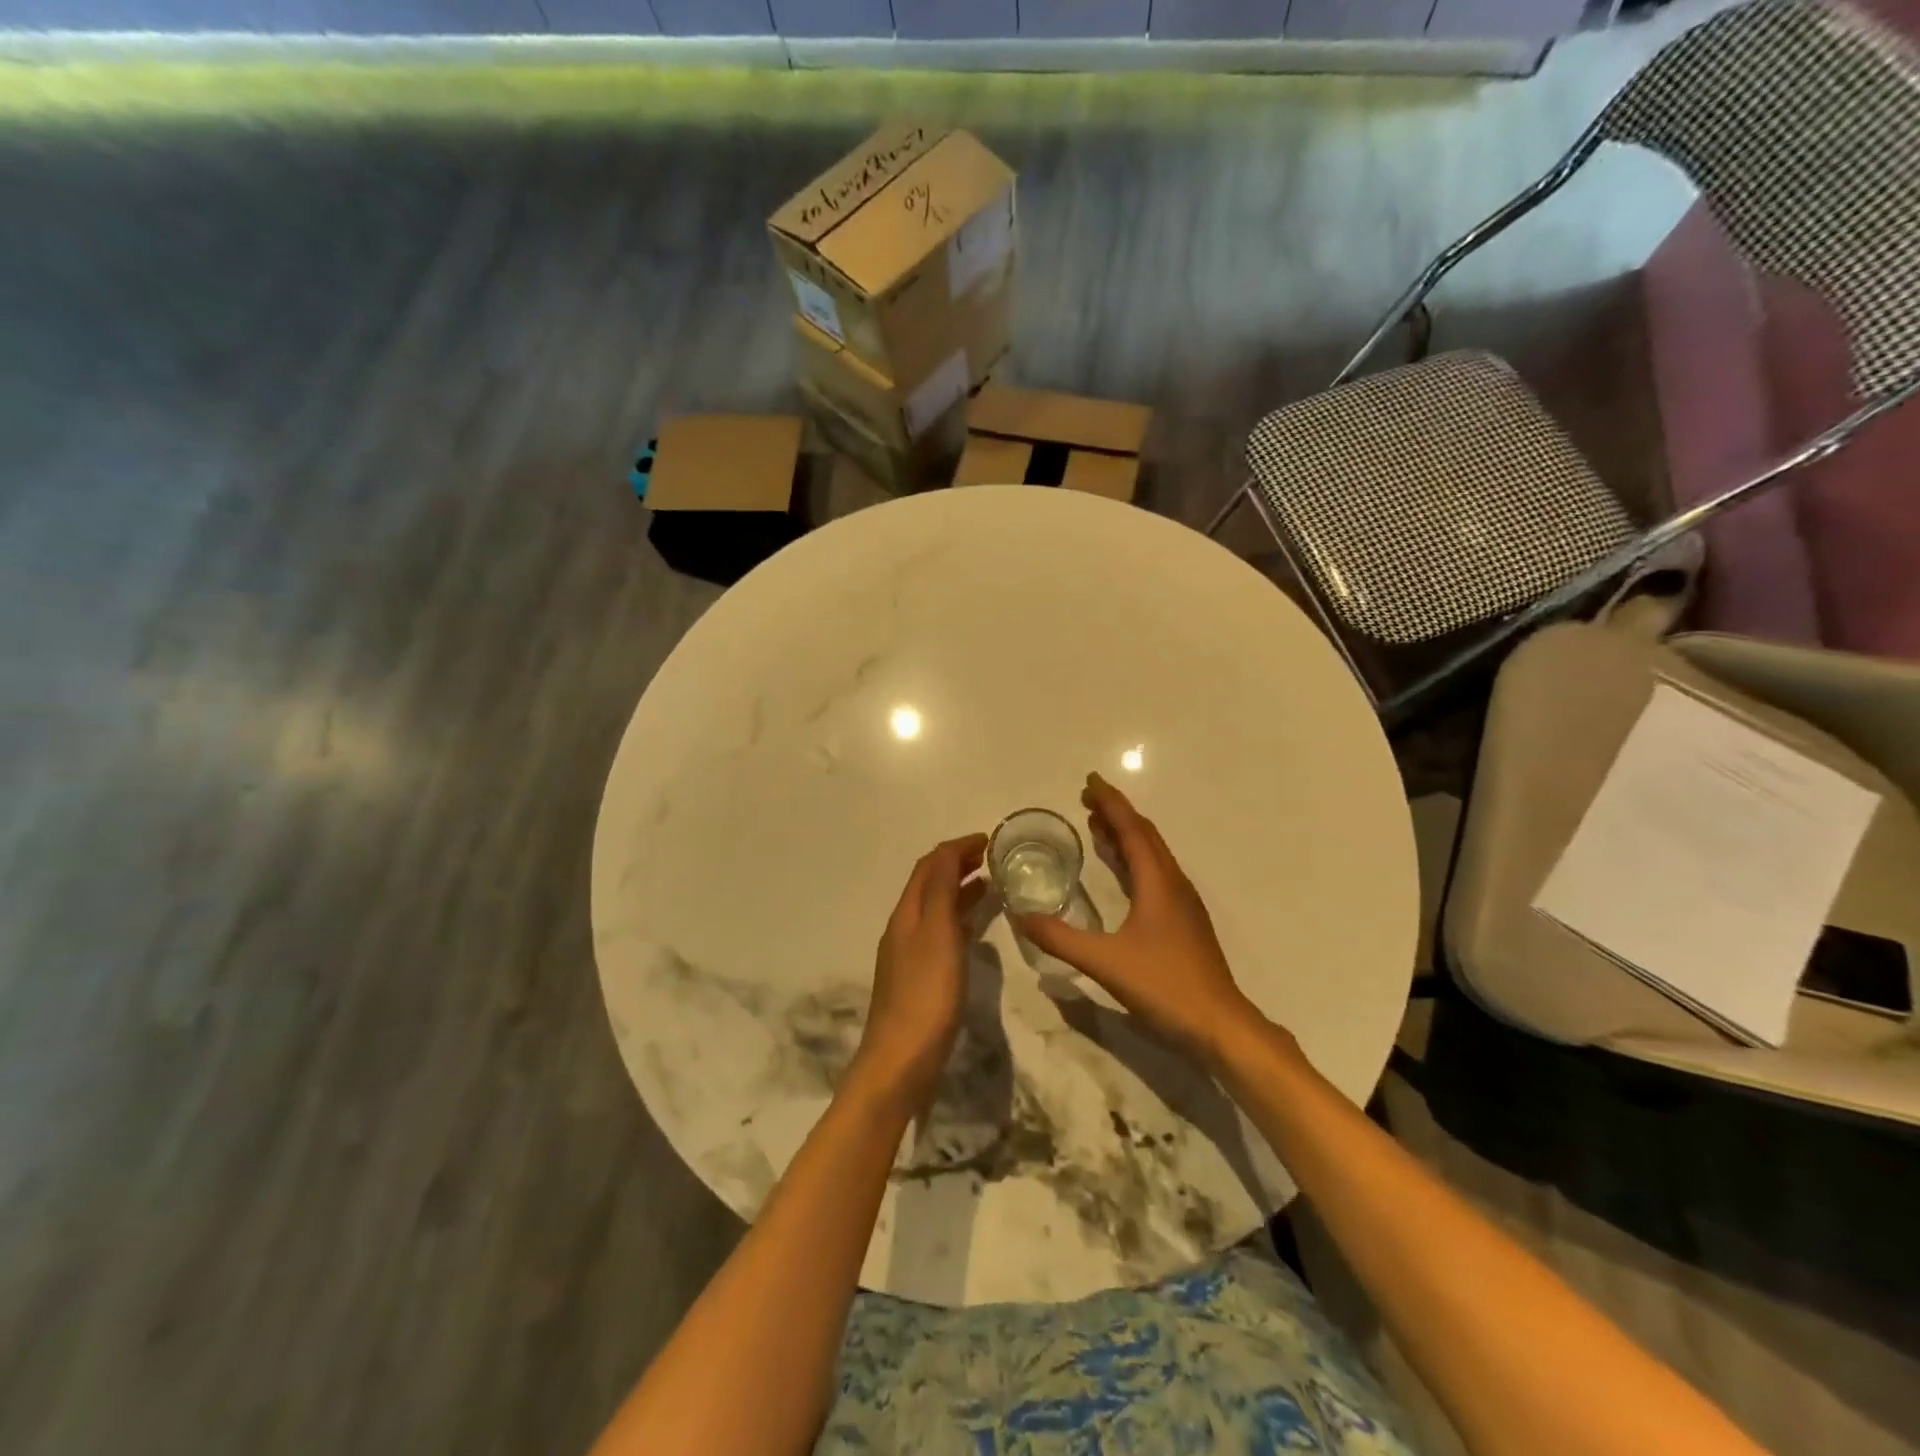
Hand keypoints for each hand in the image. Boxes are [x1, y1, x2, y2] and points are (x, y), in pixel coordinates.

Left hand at [851, 833, 988, 1116]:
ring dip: (959, 890)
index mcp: (907, 913)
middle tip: (992, 858)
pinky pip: (941, 934)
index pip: (929, 865)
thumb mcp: (938, 934)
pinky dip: (960, 920)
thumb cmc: (926, 994)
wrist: (901, 1061)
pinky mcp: (919, 979)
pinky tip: (976, 931)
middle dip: (957, 864)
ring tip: (990, 885)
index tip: (988, 840)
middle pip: (929, 884)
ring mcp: (909, 955)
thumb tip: (948, 852)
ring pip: (936, 909)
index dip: (956, 847)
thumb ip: (942, 891)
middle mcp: (904, 928)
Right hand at [1020, 773, 1263, 1066]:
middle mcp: (1173, 883)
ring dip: (1125, 835)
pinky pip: (1155, 874)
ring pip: (1152, 854)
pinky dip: (1133, 860)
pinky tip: (1121, 874)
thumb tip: (1021, 917)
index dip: (1110, 802)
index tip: (1089, 781)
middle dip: (1116, 813)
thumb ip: (1060, 938)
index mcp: (1158, 882)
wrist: (1220, 1026)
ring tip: (1097, 826)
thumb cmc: (1165, 986)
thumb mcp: (1105, 962)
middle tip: (1087, 799)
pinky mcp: (1184, 922)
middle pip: (1145, 835)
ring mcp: (1182, 903)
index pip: (1132, 829)